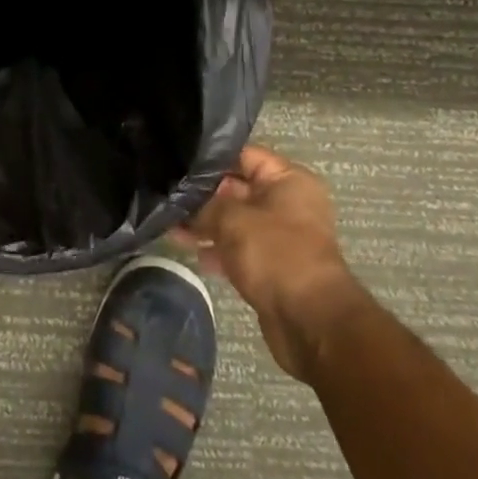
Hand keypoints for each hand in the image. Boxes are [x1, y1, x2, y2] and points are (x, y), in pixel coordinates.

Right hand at [172, 145, 368, 382]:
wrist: (310, 323)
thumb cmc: (275, 255)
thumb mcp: (231, 219)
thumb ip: (203, 205)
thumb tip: (181, 202)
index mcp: (289, 181)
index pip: (243, 155)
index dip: (209, 158)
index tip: (177, 161)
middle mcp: (289, 204)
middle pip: (237, 188)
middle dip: (203, 195)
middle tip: (167, 195)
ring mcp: (281, 237)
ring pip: (235, 221)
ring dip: (206, 224)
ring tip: (171, 226)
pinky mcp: (273, 266)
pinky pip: (239, 248)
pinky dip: (218, 249)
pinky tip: (192, 252)